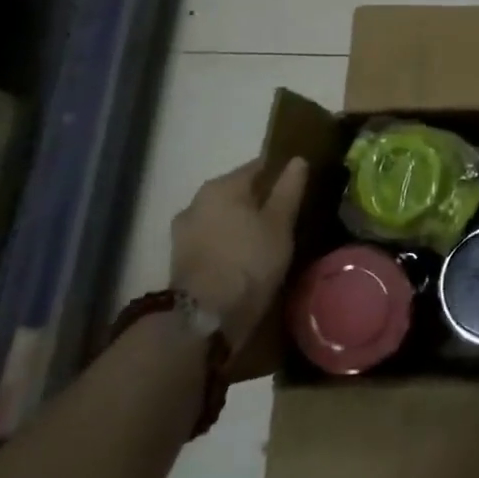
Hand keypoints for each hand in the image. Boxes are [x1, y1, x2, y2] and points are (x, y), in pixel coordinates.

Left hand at [170, 157, 307, 342]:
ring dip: (242, 223)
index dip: (281, 174)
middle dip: (260, 201)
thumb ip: (289, 189)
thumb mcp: (280, 223)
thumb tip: (298, 159)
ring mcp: (184, 231)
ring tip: (267, 239)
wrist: (203, 318)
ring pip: (223, 217)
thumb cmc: (248, 261)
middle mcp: (197, 200)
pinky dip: (228, 242)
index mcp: (222, 186)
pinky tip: (245, 256)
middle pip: (238, 192)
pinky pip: (213, 239)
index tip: (298, 187)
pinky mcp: (180, 258)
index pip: (258, 166)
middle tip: (286, 216)